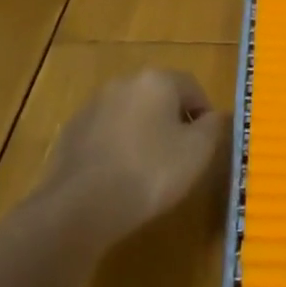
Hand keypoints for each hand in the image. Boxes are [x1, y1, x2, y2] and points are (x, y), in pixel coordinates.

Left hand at [40, 69, 221, 245]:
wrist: (80, 206)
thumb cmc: (150, 172)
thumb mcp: (197, 152)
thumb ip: (213, 127)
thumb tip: (214, 116)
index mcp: (156, 80)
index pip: (192, 87)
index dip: (204, 113)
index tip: (205, 143)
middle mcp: (123, 83)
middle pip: (158, 96)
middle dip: (172, 120)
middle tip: (180, 155)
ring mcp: (93, 105)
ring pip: (130, 114)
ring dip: (142, 132)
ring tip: (148, 169)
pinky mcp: (71, 131)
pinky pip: (105, 133)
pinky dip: (117, 147)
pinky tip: (118, 176)